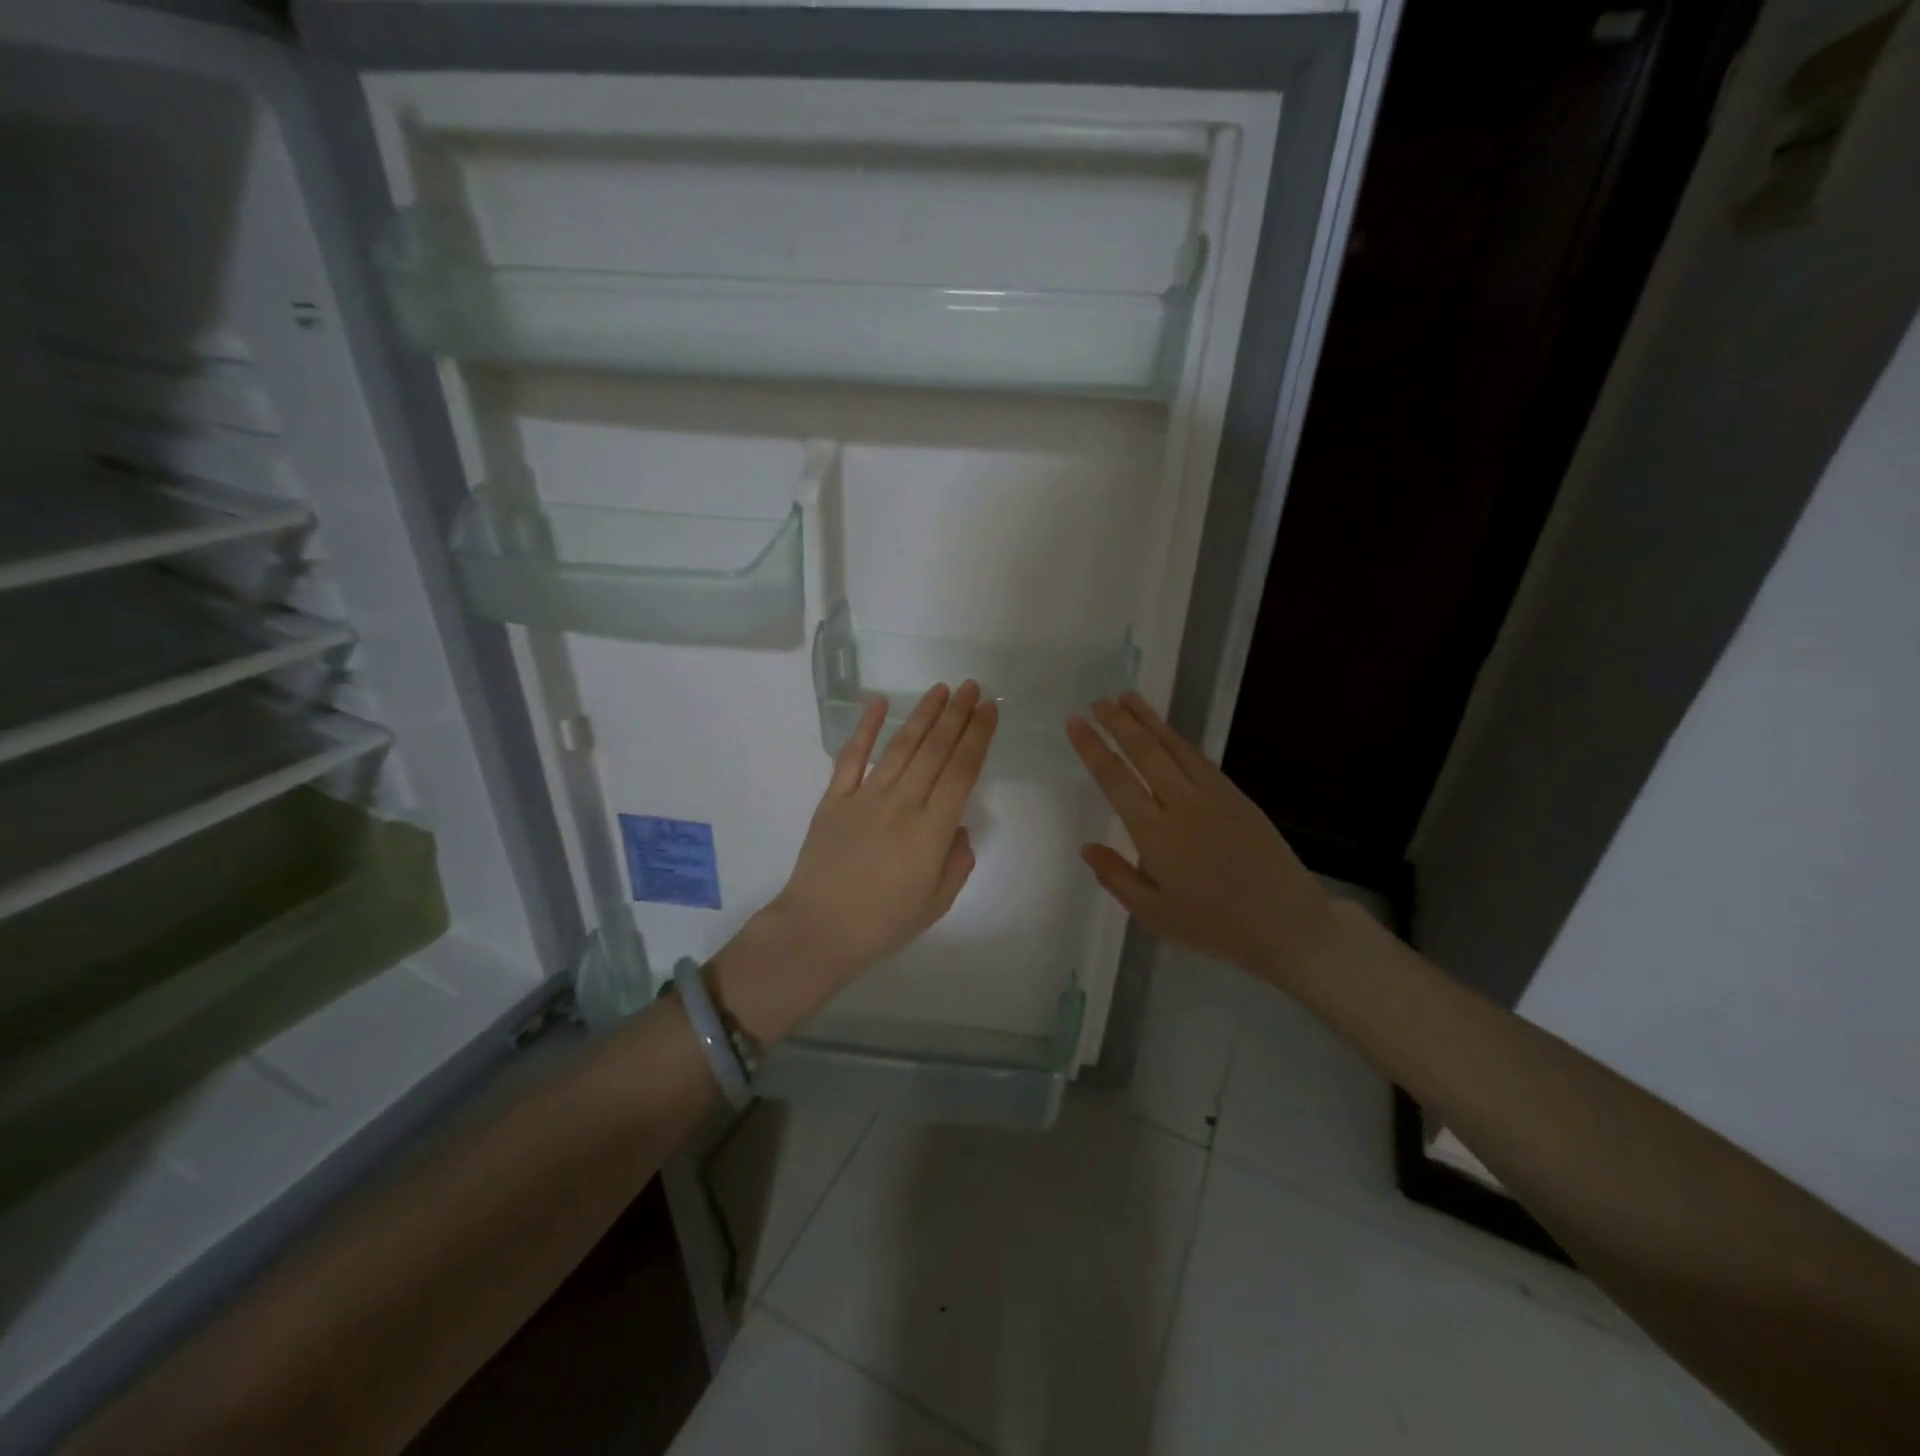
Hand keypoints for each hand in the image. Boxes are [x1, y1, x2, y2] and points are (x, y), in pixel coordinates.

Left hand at [712, 681, 996, 1042]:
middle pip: (936, 750)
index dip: (978, 737)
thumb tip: (957, 828)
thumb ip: (957, 862)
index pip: (962, 771)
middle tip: (972, 686)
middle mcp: (903, 803)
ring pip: (901, 746)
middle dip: (957, 714)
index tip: (989, 710)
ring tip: (941, 689)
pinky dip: (865, 728)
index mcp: (932, 829)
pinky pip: (852, 757)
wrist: (818, 931)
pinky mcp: (834, 798)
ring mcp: (865, 796)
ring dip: (923, 715)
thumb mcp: (936, 903)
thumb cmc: (883, 924)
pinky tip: (879, 703)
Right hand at [1066, 691, 1333, 986]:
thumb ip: (1117, 878)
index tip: (1075, 722)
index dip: (1092, 748)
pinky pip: (1199, 758)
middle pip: (1145, 752)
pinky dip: (1177, 739)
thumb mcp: (1155, 914)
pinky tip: (1167, 732)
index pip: (1115, 779)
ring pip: (1174, 746)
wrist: (1288, 924)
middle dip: (1118, 723)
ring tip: (1127, 697)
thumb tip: (1087, 847)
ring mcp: (1213, 795)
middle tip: (1099, 701)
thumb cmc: (1215, 926)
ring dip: (1148, 720)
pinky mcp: (1236, 795)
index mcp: (1155, 833)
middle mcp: (1181, 804)